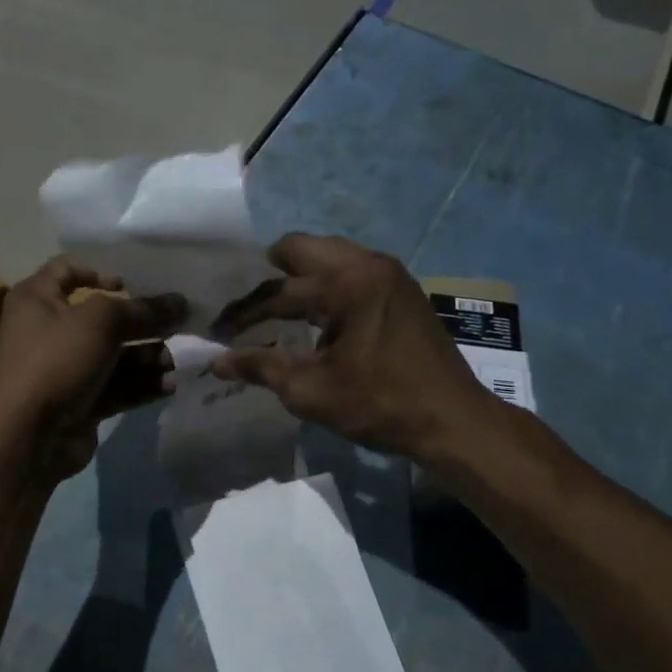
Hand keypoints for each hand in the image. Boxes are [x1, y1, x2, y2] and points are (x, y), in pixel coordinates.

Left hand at [0, 258, 187, 481]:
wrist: (27, 437)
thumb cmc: (56, 361)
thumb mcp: (100, 322)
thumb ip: (142, 309)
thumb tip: (180, 301)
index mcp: (37, 299)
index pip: (66, 270)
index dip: (99, 271)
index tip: (132, 283)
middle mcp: (48, 330)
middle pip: (102, 317)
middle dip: (141, 320)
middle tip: (179, 322)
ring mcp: (65, 369)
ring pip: (114, 355)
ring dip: (147, 355)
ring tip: (177, 360)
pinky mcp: (81, 402)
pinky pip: (116, 386)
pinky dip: (141, 384)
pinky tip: (170, 385)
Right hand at [214, 233, 497, 459]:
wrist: (454, 422)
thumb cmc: (381, 405)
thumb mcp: (311, 391)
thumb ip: (261, 368)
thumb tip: (217, 362)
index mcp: (348, 283)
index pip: (278, 291)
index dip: (243, 314)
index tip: (217, 331)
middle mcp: (369, 264)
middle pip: (302, 249)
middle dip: (269, 275)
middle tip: (248, 307)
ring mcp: (390, 274)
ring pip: (328, 256)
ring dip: (300, 279)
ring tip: (277, 312)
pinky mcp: (402, 290)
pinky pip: (351, 271)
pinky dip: (326, 287)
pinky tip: (316, 320)